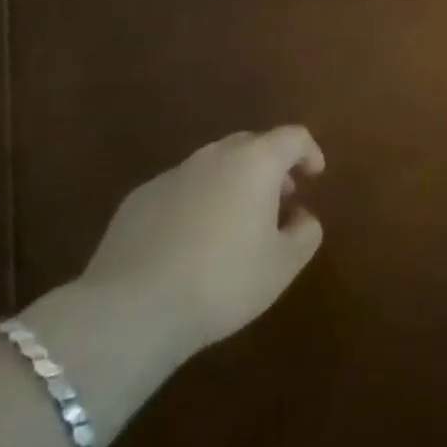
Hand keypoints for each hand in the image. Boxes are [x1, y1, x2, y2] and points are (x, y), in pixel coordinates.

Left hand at [76, 127, 326, 360]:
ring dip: (232, 183)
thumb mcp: (282, 266)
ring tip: (235, 223)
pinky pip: (180, 189)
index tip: (315, 174)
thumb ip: (305, 234)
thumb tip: (302, 217)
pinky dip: (196, 203)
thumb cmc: (223, 281)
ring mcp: (173, 174)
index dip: (309, 151)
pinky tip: (191, 241)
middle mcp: (215, 156)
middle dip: (270, 166)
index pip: (293, 137)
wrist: (132, 309)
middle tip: (279, 198)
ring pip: (213, 166)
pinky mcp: (138, 199)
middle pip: (251, 144)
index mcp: (256, 162)